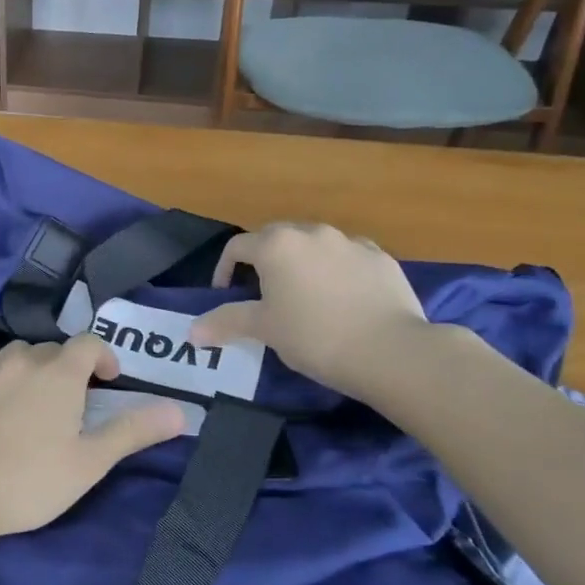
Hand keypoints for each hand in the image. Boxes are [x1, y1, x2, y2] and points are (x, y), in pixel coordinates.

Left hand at [0, 335, 184, 543]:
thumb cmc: (29, 480)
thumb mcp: (90, 462)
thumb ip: (133, 432)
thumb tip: (180, 410)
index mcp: (61, 372)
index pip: (89, 342)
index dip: (104, 357)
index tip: (109, 383)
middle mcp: (24, 358)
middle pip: (54, 349)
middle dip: (69, 369)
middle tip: (73, 405)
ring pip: (17, 351)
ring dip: (31, 366)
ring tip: (33, 399)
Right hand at [190, 222, 427, 402]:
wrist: (392, 351)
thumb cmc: (315, 336)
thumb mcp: (264, 329)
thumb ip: (226, 322)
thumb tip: (192, 332)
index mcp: (276, 245)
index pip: (237, 247)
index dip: (224, 269)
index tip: (225, 295)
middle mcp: (311, 232)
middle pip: (275, 238)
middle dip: (264, 260)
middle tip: (263, 293)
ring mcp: (350, 242)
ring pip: (314, 244)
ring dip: (302, 262)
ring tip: (305, 294)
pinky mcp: (381, 258)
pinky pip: (348, 256)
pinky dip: (338, 269)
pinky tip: (344, 297)